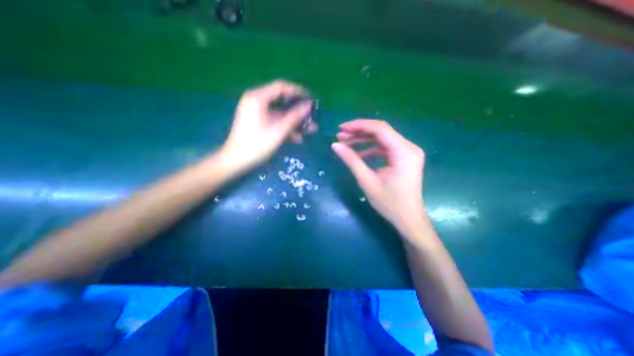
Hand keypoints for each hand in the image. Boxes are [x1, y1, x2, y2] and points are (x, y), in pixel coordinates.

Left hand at [221, 79, 313, 170]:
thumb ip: (295, 117)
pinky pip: (275, 121)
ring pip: (281, 113)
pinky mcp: (258, 123)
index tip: (312, 101)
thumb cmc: (257, 145)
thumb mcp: (279, 131)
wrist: (236, 162)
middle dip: (299, 111)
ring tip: (311, 130)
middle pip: (282, 101)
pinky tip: (298, 138)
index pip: (282, 87)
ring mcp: (257, 113)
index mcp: (258, 98)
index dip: (299, 92)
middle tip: (313, 117)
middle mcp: (257, 101)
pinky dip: (286, 128)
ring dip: (295, 122)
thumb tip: (309, 105)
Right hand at [332, 119, 425, 236]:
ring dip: (363, 140)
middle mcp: (409, 147)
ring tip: (345, 143)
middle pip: (381, 132)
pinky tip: (358, 153)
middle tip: (340, 136)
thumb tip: (335, 145)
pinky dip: (370, 149)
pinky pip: (385, 148)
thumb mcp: (367, 181)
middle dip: (359, 132)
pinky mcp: (403, 158)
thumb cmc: (389, 203)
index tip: (340, 128)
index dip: (358, 126)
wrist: (408, 219)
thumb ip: (351, 160)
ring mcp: (407, 152)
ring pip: (382, 139)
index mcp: (404, 152)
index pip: (380, 129)